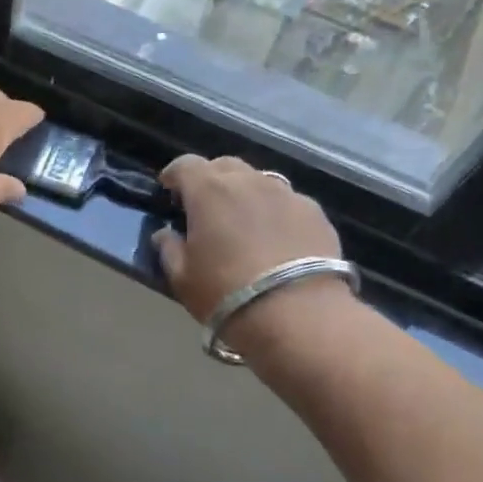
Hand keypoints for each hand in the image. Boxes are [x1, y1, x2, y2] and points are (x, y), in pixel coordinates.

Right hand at [153, 156, 347, 323]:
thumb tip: (166, 235)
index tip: (168, 190)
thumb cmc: (227, 295)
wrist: (299, 317)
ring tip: (243, 222)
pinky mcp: (316, 213)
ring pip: (259, 180)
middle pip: (224, 166)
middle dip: (211, 180)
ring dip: (245, 193)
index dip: (174, 174)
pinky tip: (276, 238)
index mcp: (209, 191)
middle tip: (205, 207)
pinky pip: (287, 202)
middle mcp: (248, 181)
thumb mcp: (182, 278)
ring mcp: (287, 194)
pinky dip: (275, 212)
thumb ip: (169, 249)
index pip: (185, 164)